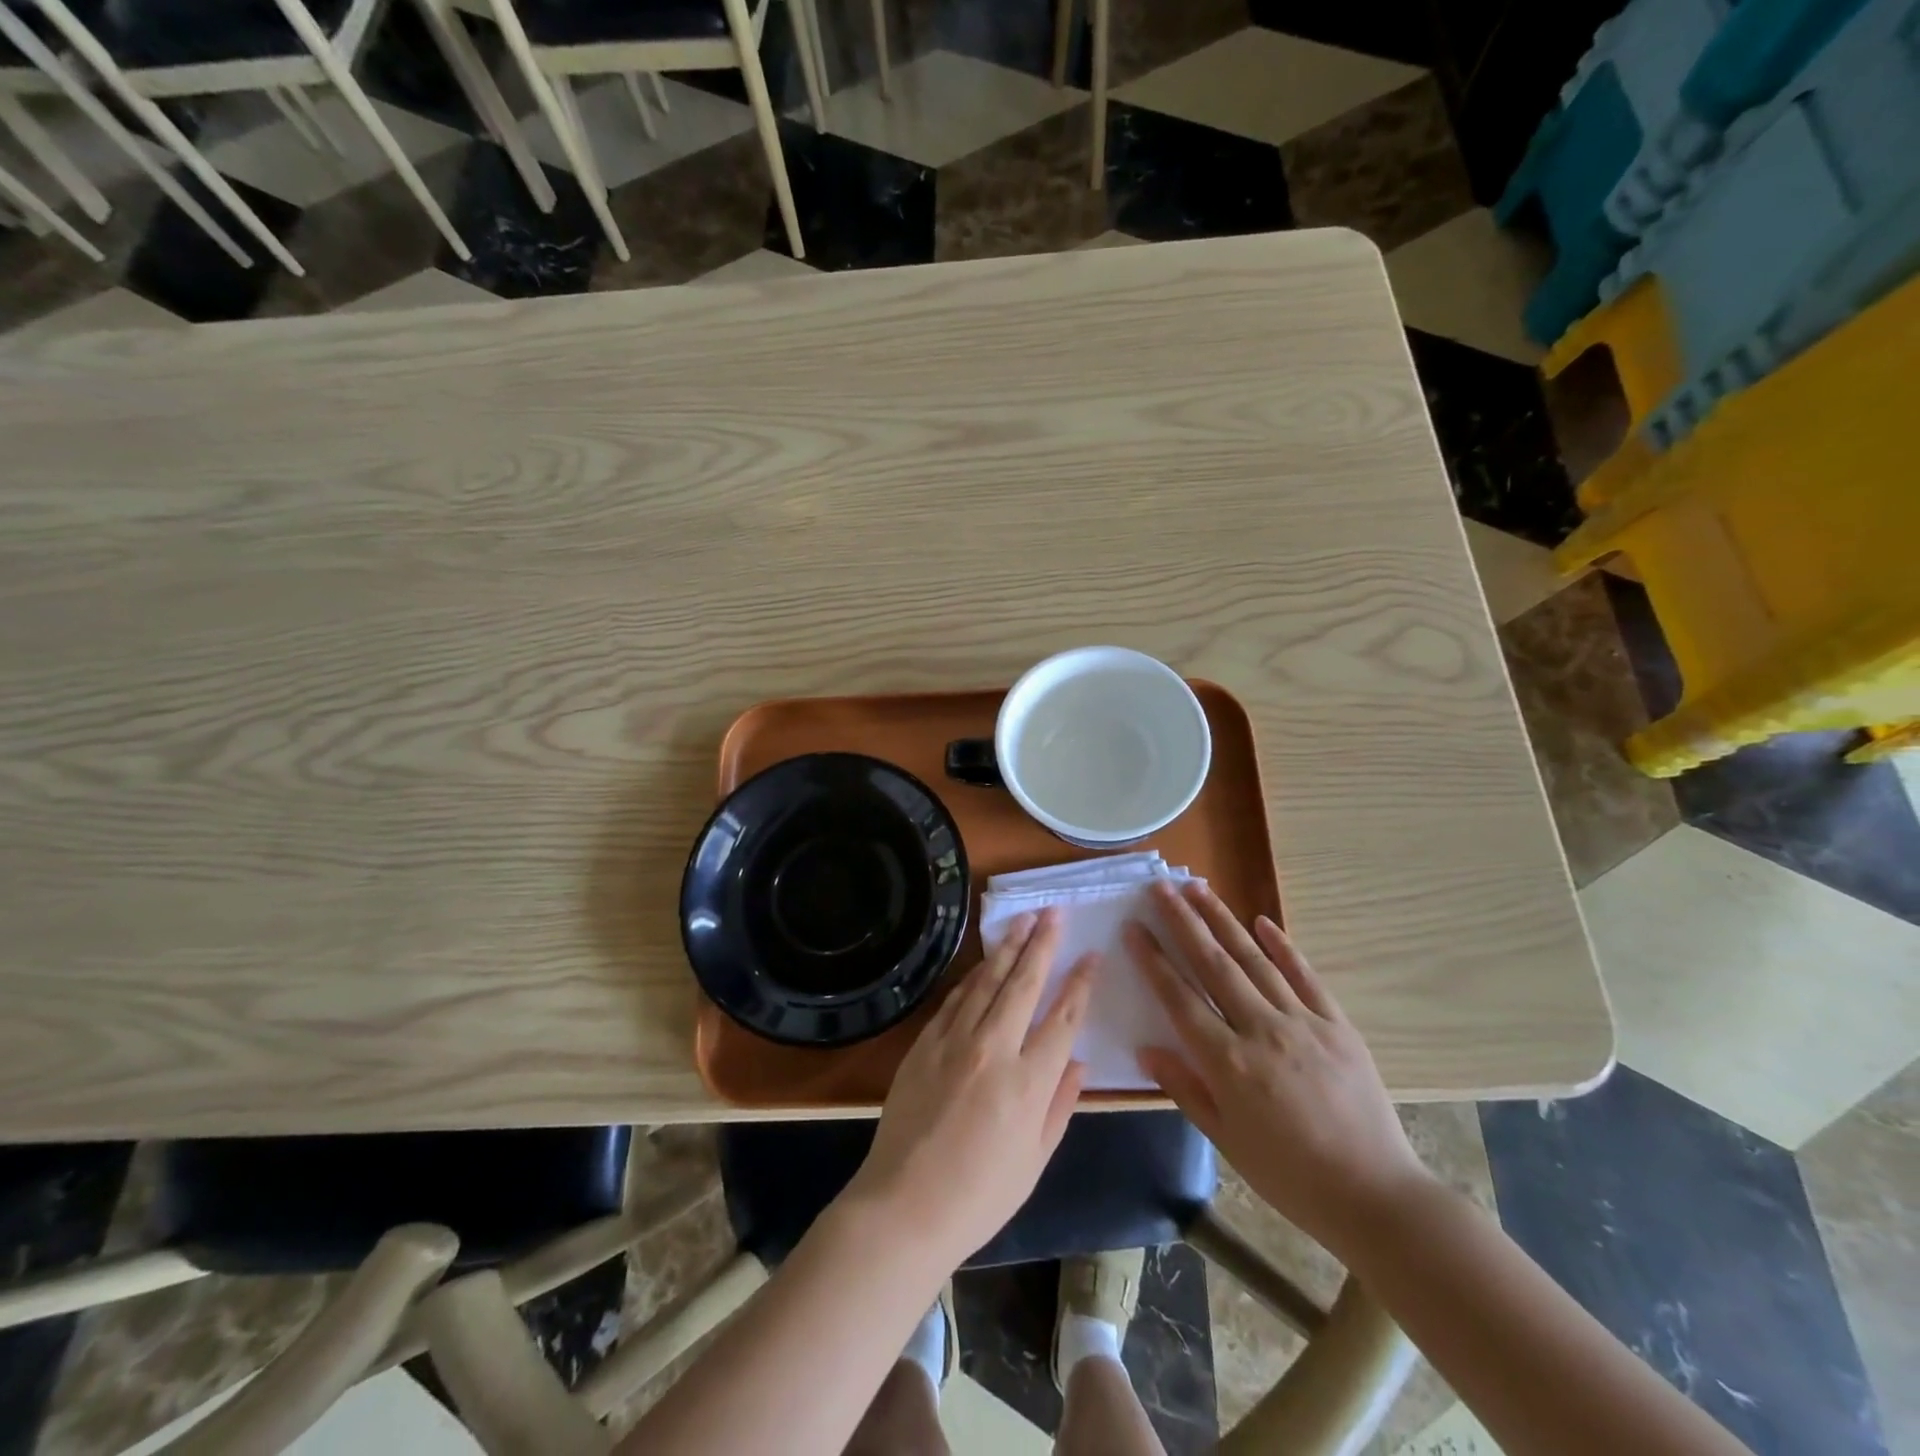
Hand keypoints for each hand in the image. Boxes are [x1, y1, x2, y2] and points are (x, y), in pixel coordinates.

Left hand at [842, 909, 1095, 1270]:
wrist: (904, 1205)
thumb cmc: (979, 1195)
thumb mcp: (1035, 1160)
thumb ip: (1060, 1104)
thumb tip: (1079, 1061)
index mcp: (1029, 1082)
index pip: (1063, 1017)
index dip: (1080, 982)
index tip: (1091, 954)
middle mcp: (994, 1049)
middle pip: (1024, 983)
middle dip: (1043, 943)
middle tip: (1055, 912)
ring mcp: (955, 1041)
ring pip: (987, 981)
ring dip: (1008, 947)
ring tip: (1024, 920)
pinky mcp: (925, 1043)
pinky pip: (955, 998)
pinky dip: (974, 976)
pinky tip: (984, 961)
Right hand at [1128, 880, 1433, 1254]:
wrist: (1376, 1196)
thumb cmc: (1290, 1176)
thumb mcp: (1226, 1140)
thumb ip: (1185, 1088)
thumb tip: (1146, 1048)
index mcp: (1228, 1062)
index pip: (1179, 997)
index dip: (1153, 959)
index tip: (1133, 927)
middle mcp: (1261, 1030)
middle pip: (1213, 964)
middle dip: (1183, 921)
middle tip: (1160, 887)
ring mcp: (1302, 1022)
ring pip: (1253, 959)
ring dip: (1223, 920)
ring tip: (1198, 888)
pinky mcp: (1337, 1024)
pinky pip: (1304, 976)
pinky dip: (1282, 946)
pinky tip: (1262, 922)